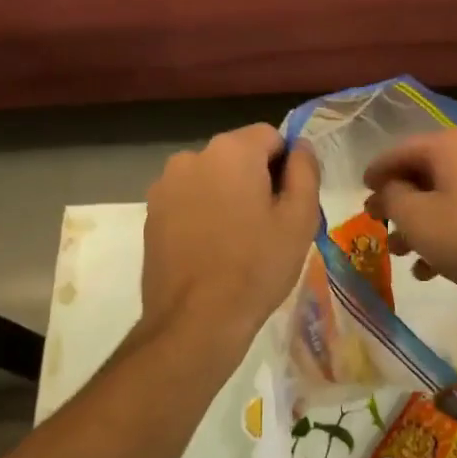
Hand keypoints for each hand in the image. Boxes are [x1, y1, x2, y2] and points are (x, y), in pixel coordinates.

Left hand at [141, 124, 320, 343]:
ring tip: (237, 241)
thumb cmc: (256, 266)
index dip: (286, 166)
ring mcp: (166, 184)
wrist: (195, 321)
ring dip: (227, 195)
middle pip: (238, 155)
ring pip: (211, 178)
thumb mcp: (300, 218)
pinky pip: (188, 199)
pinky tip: (210, 249)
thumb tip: (301, 146)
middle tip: (268, 225)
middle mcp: (193, 156)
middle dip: (255, 179)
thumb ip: (305, 171)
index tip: (289, 202)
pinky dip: (202, 213)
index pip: (271, 136)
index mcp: (232, 150)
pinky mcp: (151, 213)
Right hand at [363, 127, 456, 312]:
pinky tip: (436, 267)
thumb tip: (389, 188)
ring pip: (452, 194)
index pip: (403, 150)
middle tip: (380, 227)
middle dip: (401, 203)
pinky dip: (452, 228)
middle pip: (428, 172)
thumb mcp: (417, 219)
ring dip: (424, 222)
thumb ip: (391, 196)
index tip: (361, 192)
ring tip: (405, 255)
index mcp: (456, 142)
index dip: (377, 172)